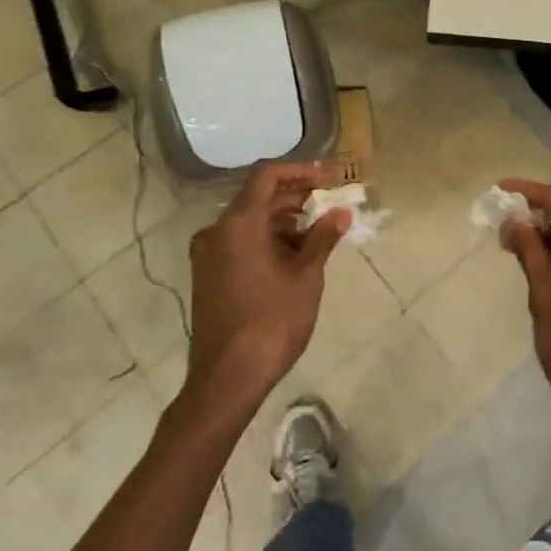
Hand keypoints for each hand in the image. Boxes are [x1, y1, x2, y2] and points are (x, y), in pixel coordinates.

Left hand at [184, 161, 347, 414]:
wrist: (227, 379)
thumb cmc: (271, 321)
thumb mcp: (306, 276)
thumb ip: (323, 238)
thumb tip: (341, 212)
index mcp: (238, 223)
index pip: (268, 176)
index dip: (301, 171)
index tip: (330, 177)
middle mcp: (217, 232)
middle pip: (259, 198)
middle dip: (297, 197)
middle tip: (331, 203)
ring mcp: (209, 255)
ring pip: (251, 223)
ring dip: (285, 221)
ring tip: (321, 233)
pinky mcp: (210, 276)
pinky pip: (241, 243)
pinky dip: (269, 241)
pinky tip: (297, 256)